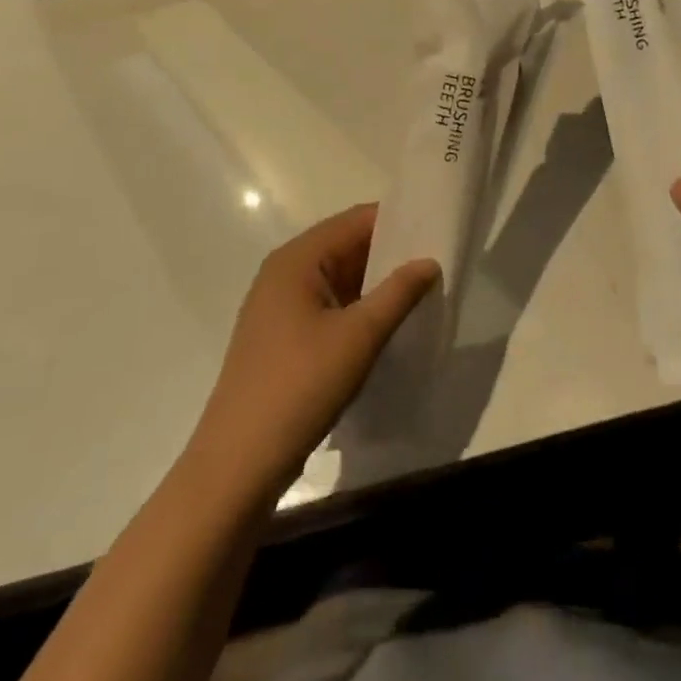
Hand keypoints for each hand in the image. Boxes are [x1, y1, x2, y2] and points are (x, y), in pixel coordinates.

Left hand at [188, 204, 439, 501]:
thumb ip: (398, 292)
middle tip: (439, 261)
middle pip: (346, 246)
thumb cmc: (300, 385)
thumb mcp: (359, 336)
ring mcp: (280, 305)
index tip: (439, 230)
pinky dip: (358, 308)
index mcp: (297, 259)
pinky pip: (328, 305)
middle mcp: (284, 272)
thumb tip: (429, 261)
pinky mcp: (282, 336)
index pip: (356, 220)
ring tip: (423, 290)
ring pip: (339, 278)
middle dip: (391, 253)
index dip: (399, 221)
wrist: (240, 461)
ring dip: (376, 284)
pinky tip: (388, 323)